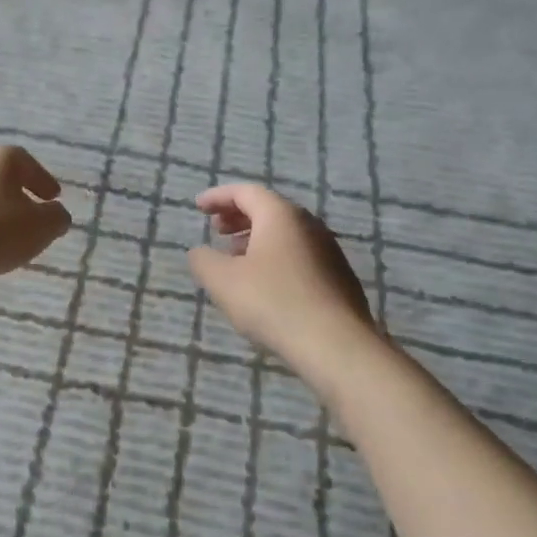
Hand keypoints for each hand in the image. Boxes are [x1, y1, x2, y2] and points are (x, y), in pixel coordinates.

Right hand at [187, 183, 375, 363]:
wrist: (335, 344)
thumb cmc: (273, 302)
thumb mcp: (223, 281)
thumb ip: (204, 260)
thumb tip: (199, 252)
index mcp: (280, 216)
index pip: (246, 192)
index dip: (218, 197)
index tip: (199, 206)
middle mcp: (309, 224)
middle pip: (269, 209)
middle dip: (238, 216)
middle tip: (216, 229)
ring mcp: (328, 250)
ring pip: (286, 233)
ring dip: (256, 238)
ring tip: (235, 257)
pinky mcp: (338, 277)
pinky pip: (299, 254)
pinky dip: (275, 257)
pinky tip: (265, 283)